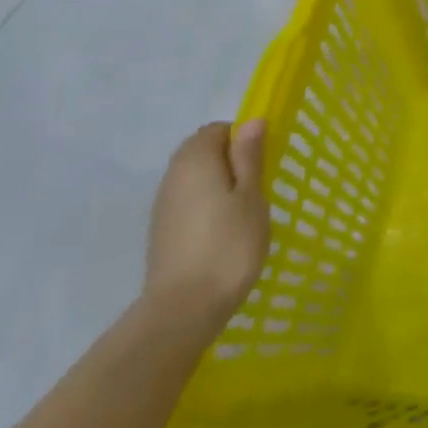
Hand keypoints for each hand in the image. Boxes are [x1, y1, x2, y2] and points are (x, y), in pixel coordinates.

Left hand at [144, 121, 269, 333]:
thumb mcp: (252, 196)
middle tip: (258, 187)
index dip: (243, 138)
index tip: (264, 162)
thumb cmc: (229, 244)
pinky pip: (189, 201)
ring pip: (195, 177)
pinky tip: (225, 230)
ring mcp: (164, 205)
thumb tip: (252, 121)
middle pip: (202, 151)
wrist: (185, 307)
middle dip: (231, 160)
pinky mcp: (163, 230)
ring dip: (220, 183)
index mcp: (195, 160)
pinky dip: (208, 205)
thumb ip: (249, 156)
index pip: (217, 130)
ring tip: (245, 211)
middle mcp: (173, 176)